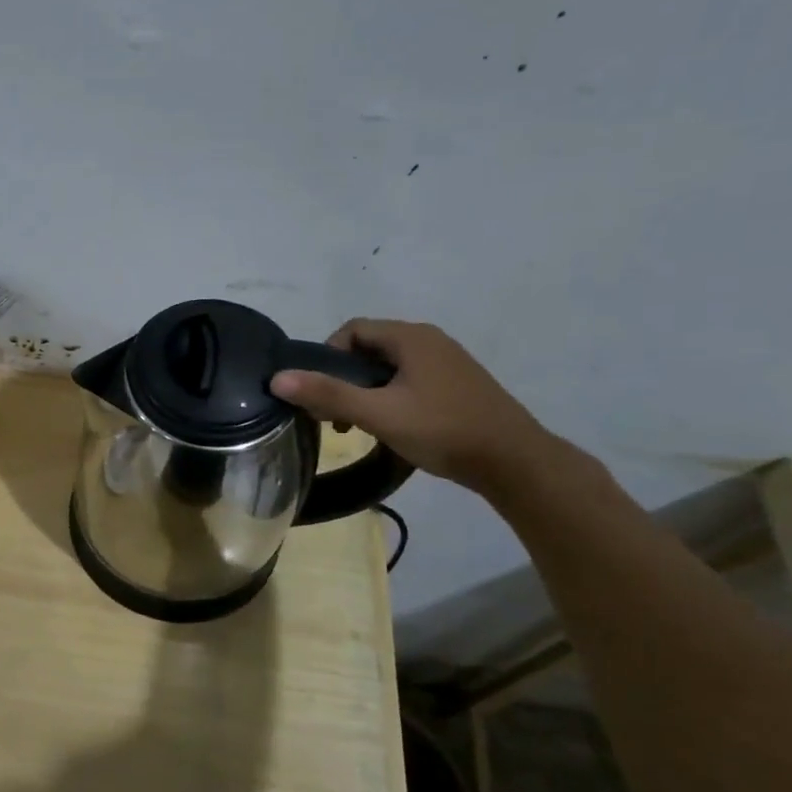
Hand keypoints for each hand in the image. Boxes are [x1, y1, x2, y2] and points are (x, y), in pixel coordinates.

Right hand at [270, 319, 557, 495]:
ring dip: (364, 392)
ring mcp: (447, 363)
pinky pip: (409, 381)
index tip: (318, 391)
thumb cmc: (442, 430)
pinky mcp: (457, 385)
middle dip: (343, 378)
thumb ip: (328, 394)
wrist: (514, 462)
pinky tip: (390, 427)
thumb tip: (277, 378)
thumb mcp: (378, 414)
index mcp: (411, 338)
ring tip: (357, 426)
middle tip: (332, 414)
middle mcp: (430, 341)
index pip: (353, 330)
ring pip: (389, 368)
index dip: (327, 356)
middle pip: (369, 349)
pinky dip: (389, 397)